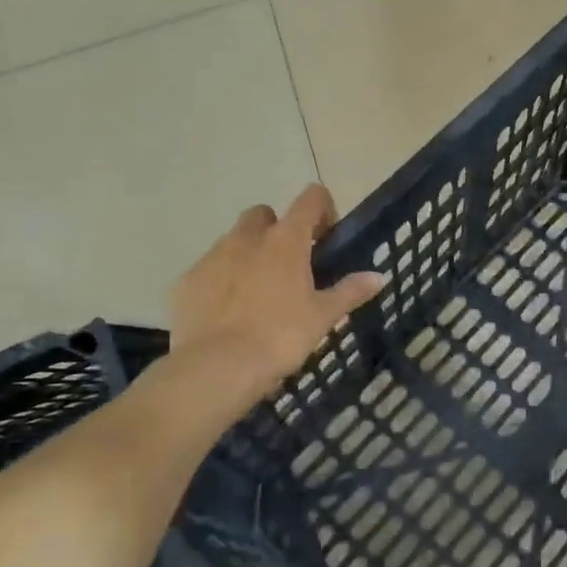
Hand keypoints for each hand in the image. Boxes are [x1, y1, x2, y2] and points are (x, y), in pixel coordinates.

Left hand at [170, 184, 383, 394]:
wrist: (217, 368)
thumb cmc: (281, 337)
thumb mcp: (323, 317)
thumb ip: (350, 291)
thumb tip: (379, 276)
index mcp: (286, 240)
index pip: (310, 198)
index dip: (322, 208)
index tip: (326, 235)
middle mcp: (246, 238)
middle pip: (263, 214)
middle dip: (276, 230)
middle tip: (289, 264)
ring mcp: (212, 257)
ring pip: (233, 241)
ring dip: (248, 254)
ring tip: (258, 292)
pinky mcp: (186, 281)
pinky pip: (208, 270)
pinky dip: (221, 281)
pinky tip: (229, 312)